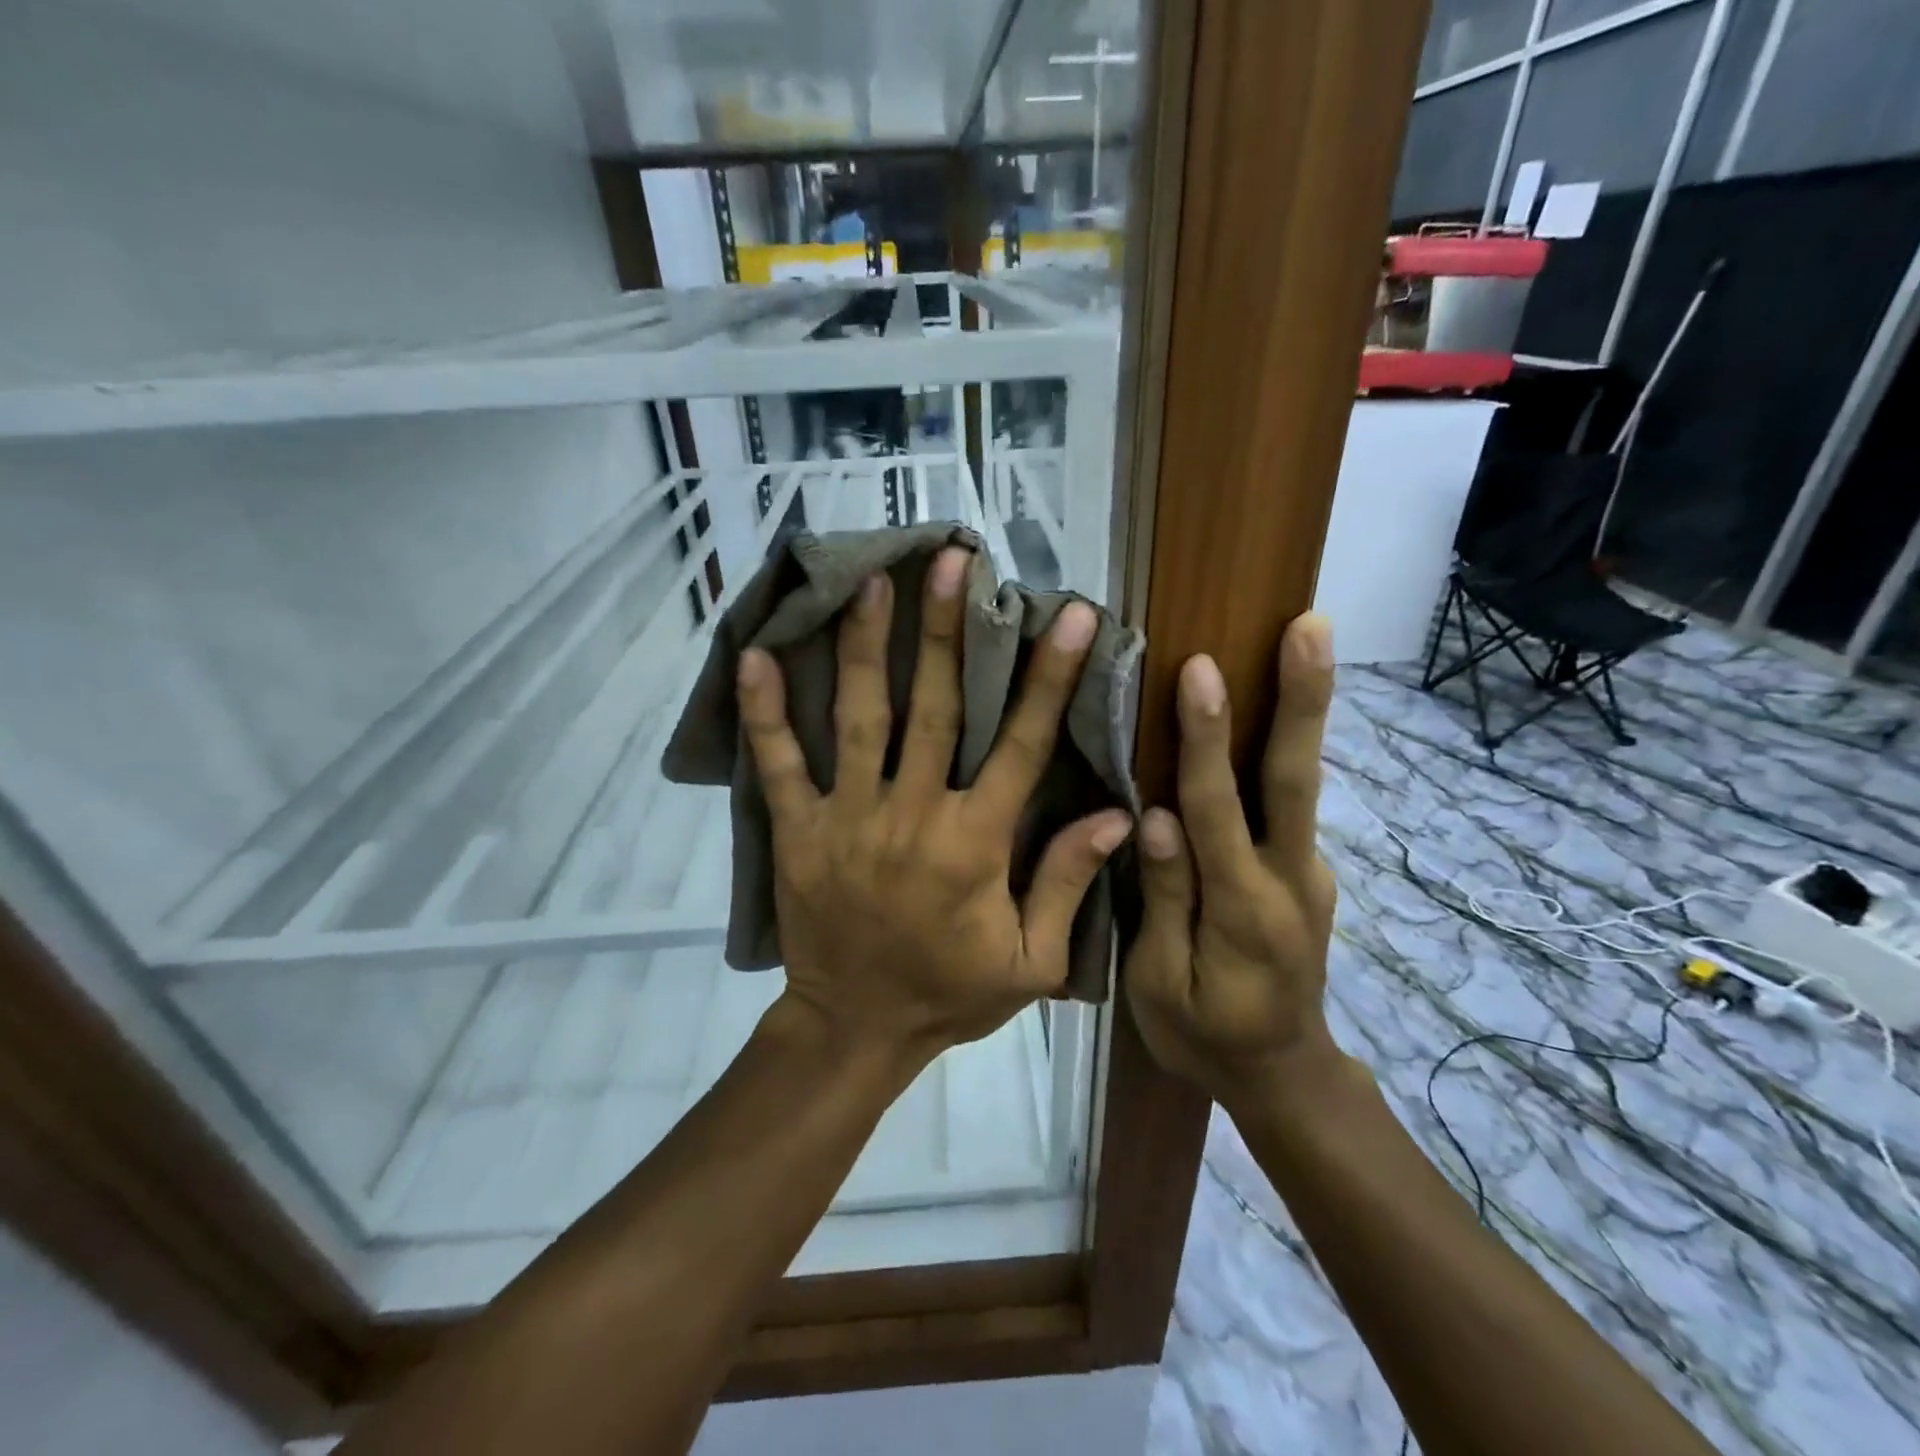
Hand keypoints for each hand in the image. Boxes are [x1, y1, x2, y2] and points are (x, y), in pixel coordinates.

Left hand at [737, 545, 1132, 1066]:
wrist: (855, 1028)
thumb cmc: (950, 994)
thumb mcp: (1031, 962)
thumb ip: (1068, 884)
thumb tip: (1117, 815)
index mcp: (976, 844)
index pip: (1023, 746)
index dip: (1049, 677)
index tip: (1067, 615)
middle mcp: (912, 816)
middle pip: (936, 709)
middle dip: (948, 631)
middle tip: (953, 560)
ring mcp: (848, 819)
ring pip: (860, 719)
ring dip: (868, 648)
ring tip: (873, 583)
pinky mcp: (798, 831)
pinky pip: (779, 765)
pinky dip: (765, 713)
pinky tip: (757, 656)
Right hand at [1125, 614, 1343, 1108]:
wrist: (1284, 1076)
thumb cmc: (1205, 1036)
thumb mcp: (1162, 984)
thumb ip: (1165, 899)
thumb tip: (1155, 817)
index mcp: (1243, 910)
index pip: (1218, 810)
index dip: (1207, 739)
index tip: (1202, 671)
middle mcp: (1290, 879)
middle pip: (1295, 779)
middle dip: (1302, 699)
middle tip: (1311, 628)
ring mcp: (1309, 873)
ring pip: (1301, 785)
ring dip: (1304, 712)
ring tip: (1305, 643)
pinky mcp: (1308, 873)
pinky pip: (1289, 807)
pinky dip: (1282, 752)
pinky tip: (1266, 715)